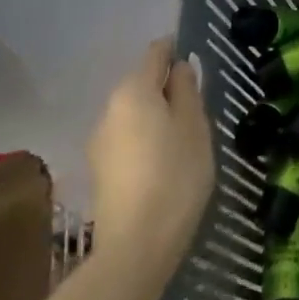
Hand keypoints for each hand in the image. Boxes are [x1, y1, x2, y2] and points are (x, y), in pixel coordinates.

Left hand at [88, 40, 214, 263]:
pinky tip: (165, 163)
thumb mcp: (194, 125)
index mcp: (133, 91)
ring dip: (157, 116)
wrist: (136, 247)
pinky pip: (128, 140)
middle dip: (167, 88)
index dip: (177, 52)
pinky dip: (146, 140)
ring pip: (134, 114)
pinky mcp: (100, 172)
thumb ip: (187, 90)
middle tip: (199, 108)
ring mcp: (99, 143)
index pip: (156, 53)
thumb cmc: (176, 174)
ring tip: (185, 138)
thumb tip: (179, 67)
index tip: (198, 67)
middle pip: (142, 84)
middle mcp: (109, 109)